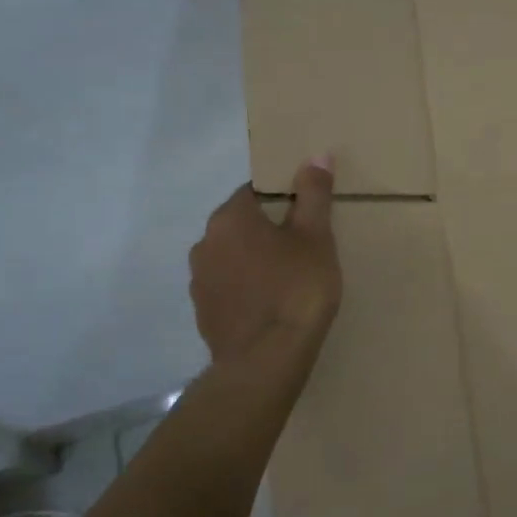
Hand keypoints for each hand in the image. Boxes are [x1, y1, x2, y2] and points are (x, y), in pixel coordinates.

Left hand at [190, 159, 340, 364]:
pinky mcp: (203, 313)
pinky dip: (246, 289)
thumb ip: (314, 194)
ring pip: (232, 258)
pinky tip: (271, 306)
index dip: (283, 199)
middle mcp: (205, 243)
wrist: (266, 361)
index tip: (306, 216)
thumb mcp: (315, 238)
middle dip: (268, 231)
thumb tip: (316, 155)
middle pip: (241, 225)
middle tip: (303, 248)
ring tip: (288, 280)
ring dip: (254, 261)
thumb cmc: (296, 290)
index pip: (255, 191)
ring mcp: (200, 281)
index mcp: (230, 218)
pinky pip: (228, 288)